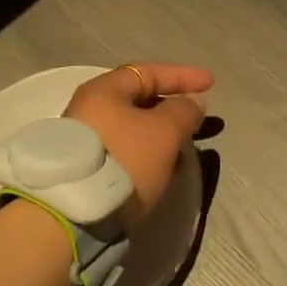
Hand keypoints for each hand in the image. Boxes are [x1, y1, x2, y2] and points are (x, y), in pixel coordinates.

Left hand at [63, 63, 211, 228]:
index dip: (182, 76)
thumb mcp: (164, 131)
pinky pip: (125, 148)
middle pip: (138, 99)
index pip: (149, 72)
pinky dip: (147, 151)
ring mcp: (85, 138)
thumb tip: (191, 102)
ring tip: (185, 147)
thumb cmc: (124, 159)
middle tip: (197, 118)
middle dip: (172, 106)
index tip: (211, 83)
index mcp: (104, 89)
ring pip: (133, 127)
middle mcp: (89, 108)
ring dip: (161, 132)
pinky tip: (163, 167)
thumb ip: (184, 110)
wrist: (75, 213)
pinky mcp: (87, 166)